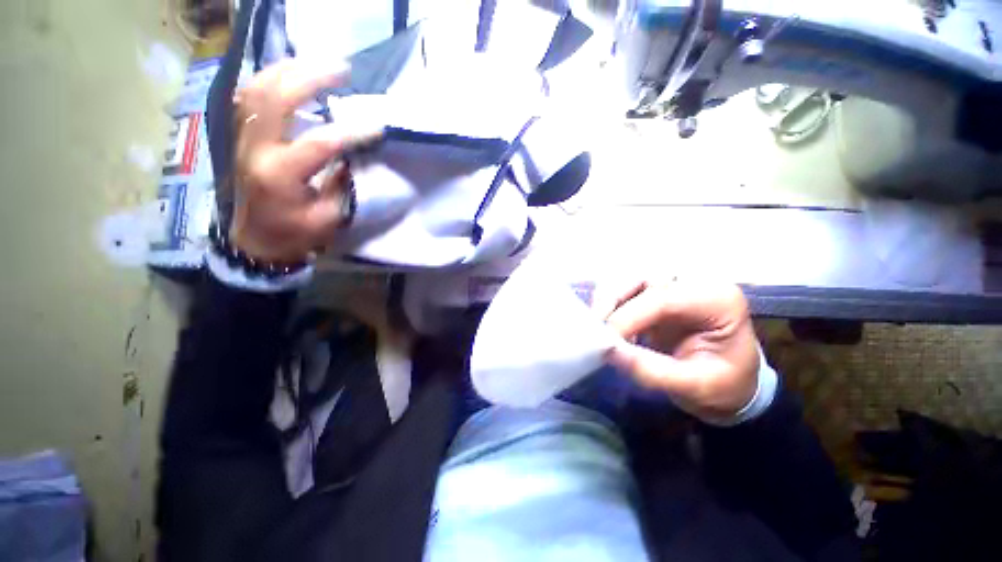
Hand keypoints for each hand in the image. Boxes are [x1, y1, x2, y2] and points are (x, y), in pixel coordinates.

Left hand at [229, 59, 381, 262]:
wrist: (255, 240)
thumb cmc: (294, 233)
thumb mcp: (327, 218)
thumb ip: (341, 185)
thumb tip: (353, 156)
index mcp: (280, 175)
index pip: (319, 143)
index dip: (351, 133)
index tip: (378, 127)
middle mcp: (256, 149)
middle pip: (277, 98)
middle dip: (311, 78)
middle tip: (343, 71)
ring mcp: (244, 139)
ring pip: (258, 89)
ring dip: (288, 70)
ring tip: (317, 64)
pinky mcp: (242, 136)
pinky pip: (250, 96)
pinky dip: (270, 79)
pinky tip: (290, 74)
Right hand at [593, 279, 759, 422]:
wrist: (729, 382)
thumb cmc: (723, 385)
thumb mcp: (696, 387)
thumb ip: (653, 371)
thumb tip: (609, 351)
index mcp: (718, 299)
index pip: (664, 298)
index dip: (629, 316)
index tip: (606, 341)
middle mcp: (694, 282)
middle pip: (642, 278)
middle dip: (613, 301)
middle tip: (596, 329)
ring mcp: (672, 284)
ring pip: (628, 278)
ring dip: (607, 300)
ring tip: (597, 326)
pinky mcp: (655, 292)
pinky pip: (624, 288)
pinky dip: (608, 303)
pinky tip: (604, 323)